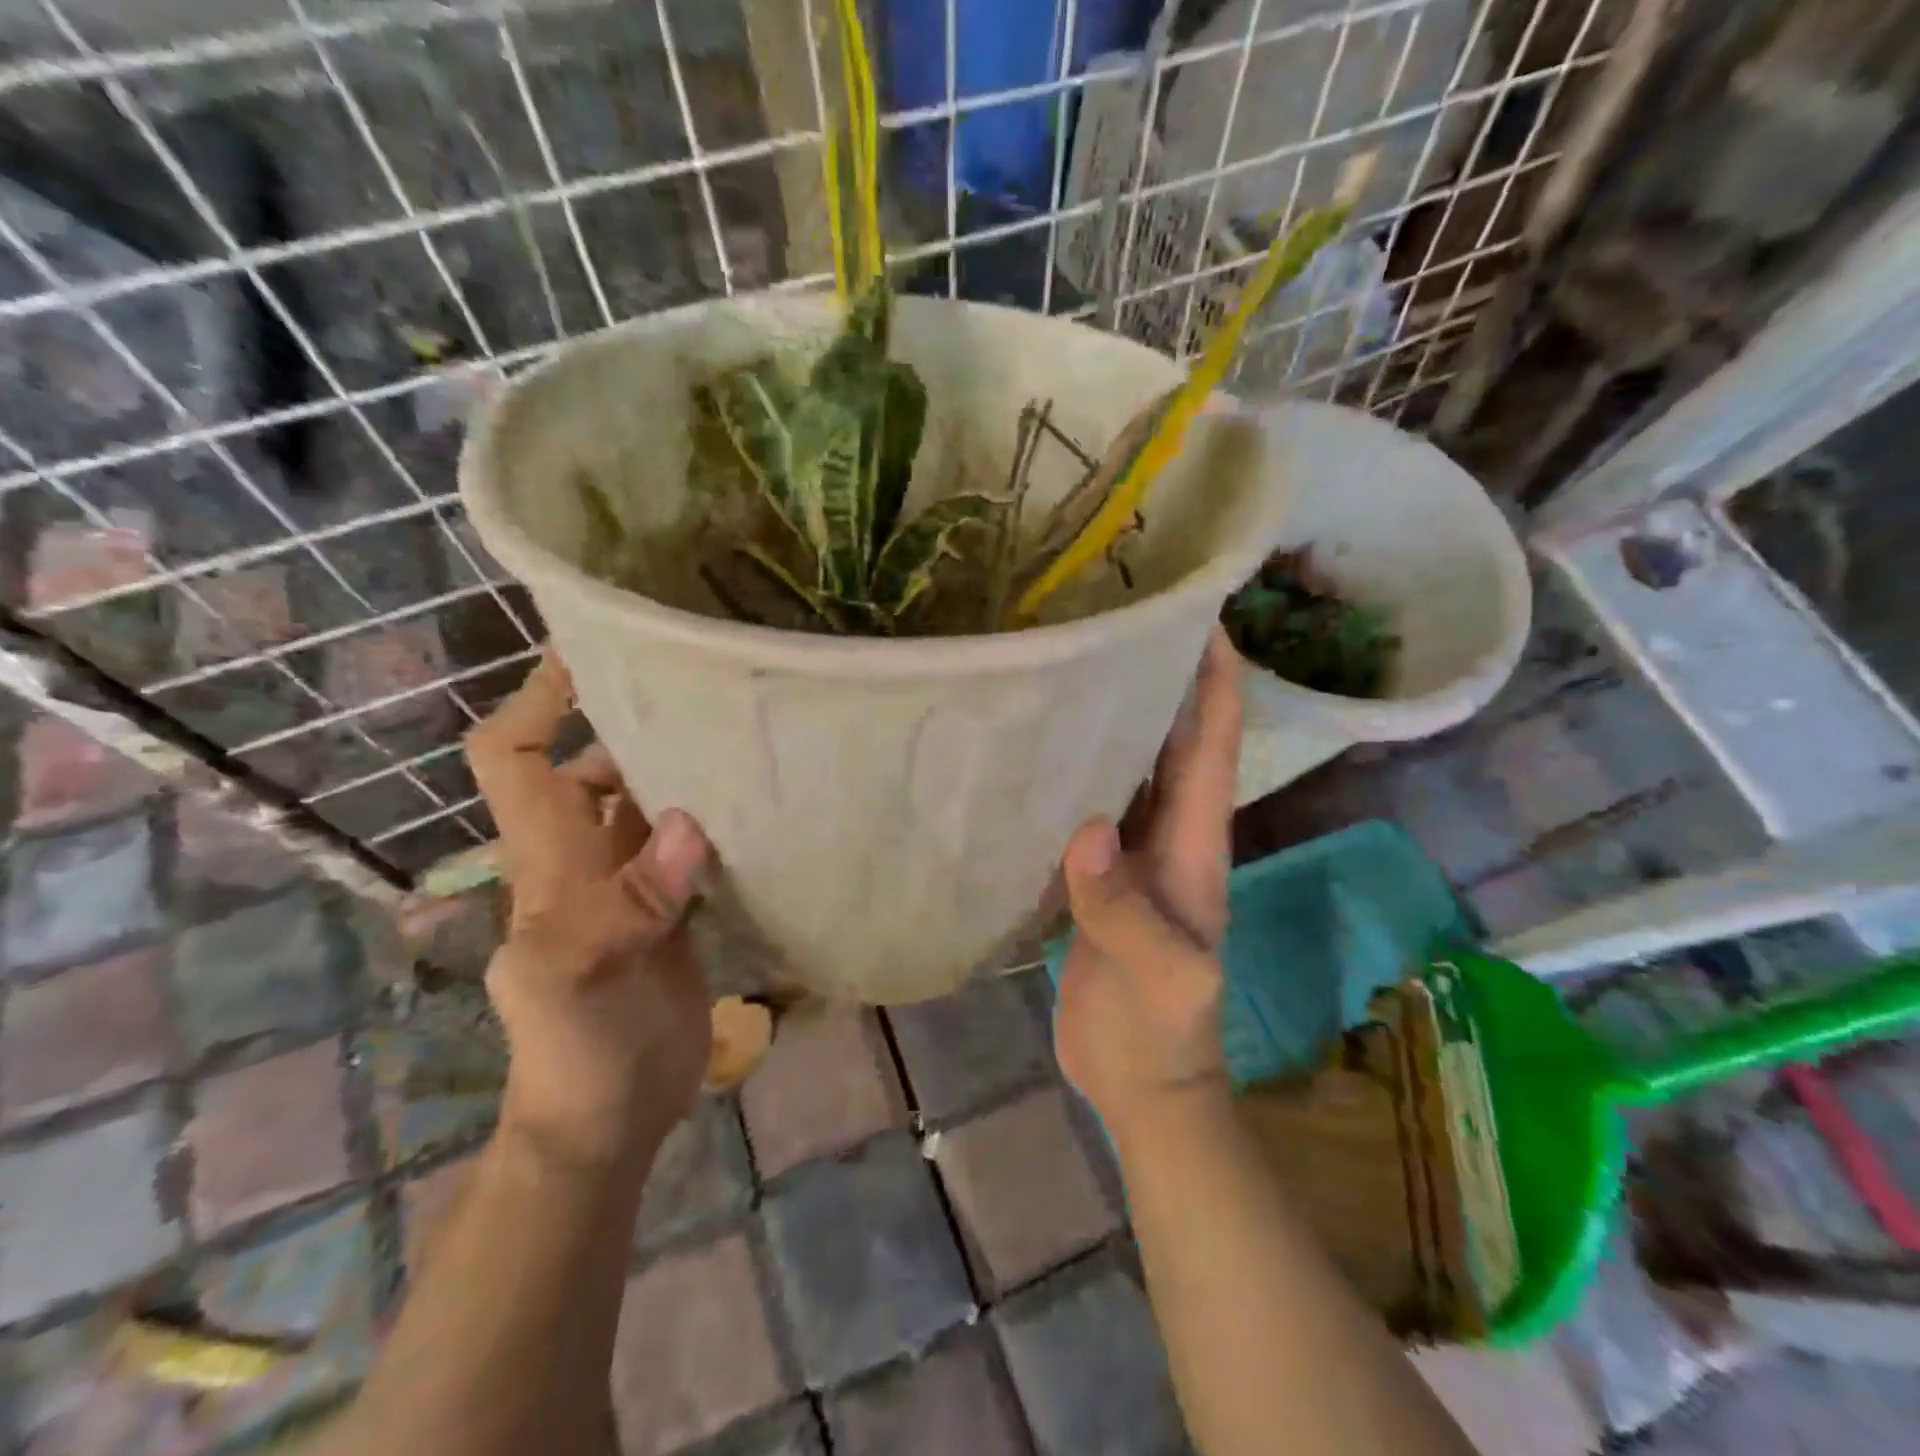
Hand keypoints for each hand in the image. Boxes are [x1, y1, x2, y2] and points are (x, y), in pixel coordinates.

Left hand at [465, 653, 712, 1166]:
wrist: (609, 1118)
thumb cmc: (577, 1049)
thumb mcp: (582, 978)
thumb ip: (627, 902)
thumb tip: (689, 824)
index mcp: (547, 860)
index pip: (513, 758)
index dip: (537, 700)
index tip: (587, 650)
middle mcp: (582, 857)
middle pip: (592, 766)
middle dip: (629, 722)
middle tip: (698, 683)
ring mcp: (630, 884)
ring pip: (647, 803)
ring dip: (680, 769)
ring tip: (741, 732)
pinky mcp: (671, 909)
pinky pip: (688, 846)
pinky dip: (712, 818)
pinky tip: (757, 805)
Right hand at [1055, 629, 1240, 1137]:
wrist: (1143, 1083)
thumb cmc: (1163, 1030)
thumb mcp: (1158, 976)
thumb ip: (1122, 908)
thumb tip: (1087, 830)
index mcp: (1196, 845)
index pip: (1212, 747)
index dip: (1217, 680)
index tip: (1202, 616)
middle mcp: (1170, 835)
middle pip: (1174, 743)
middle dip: (1165, 681)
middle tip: (1125, 623)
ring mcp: (1134, 855)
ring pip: (1131, 770)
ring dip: (1119, 721)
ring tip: (1082, 667)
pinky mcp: (1100, 877)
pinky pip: (1092, 807)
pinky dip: (1079, 773)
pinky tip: (1045, 750)